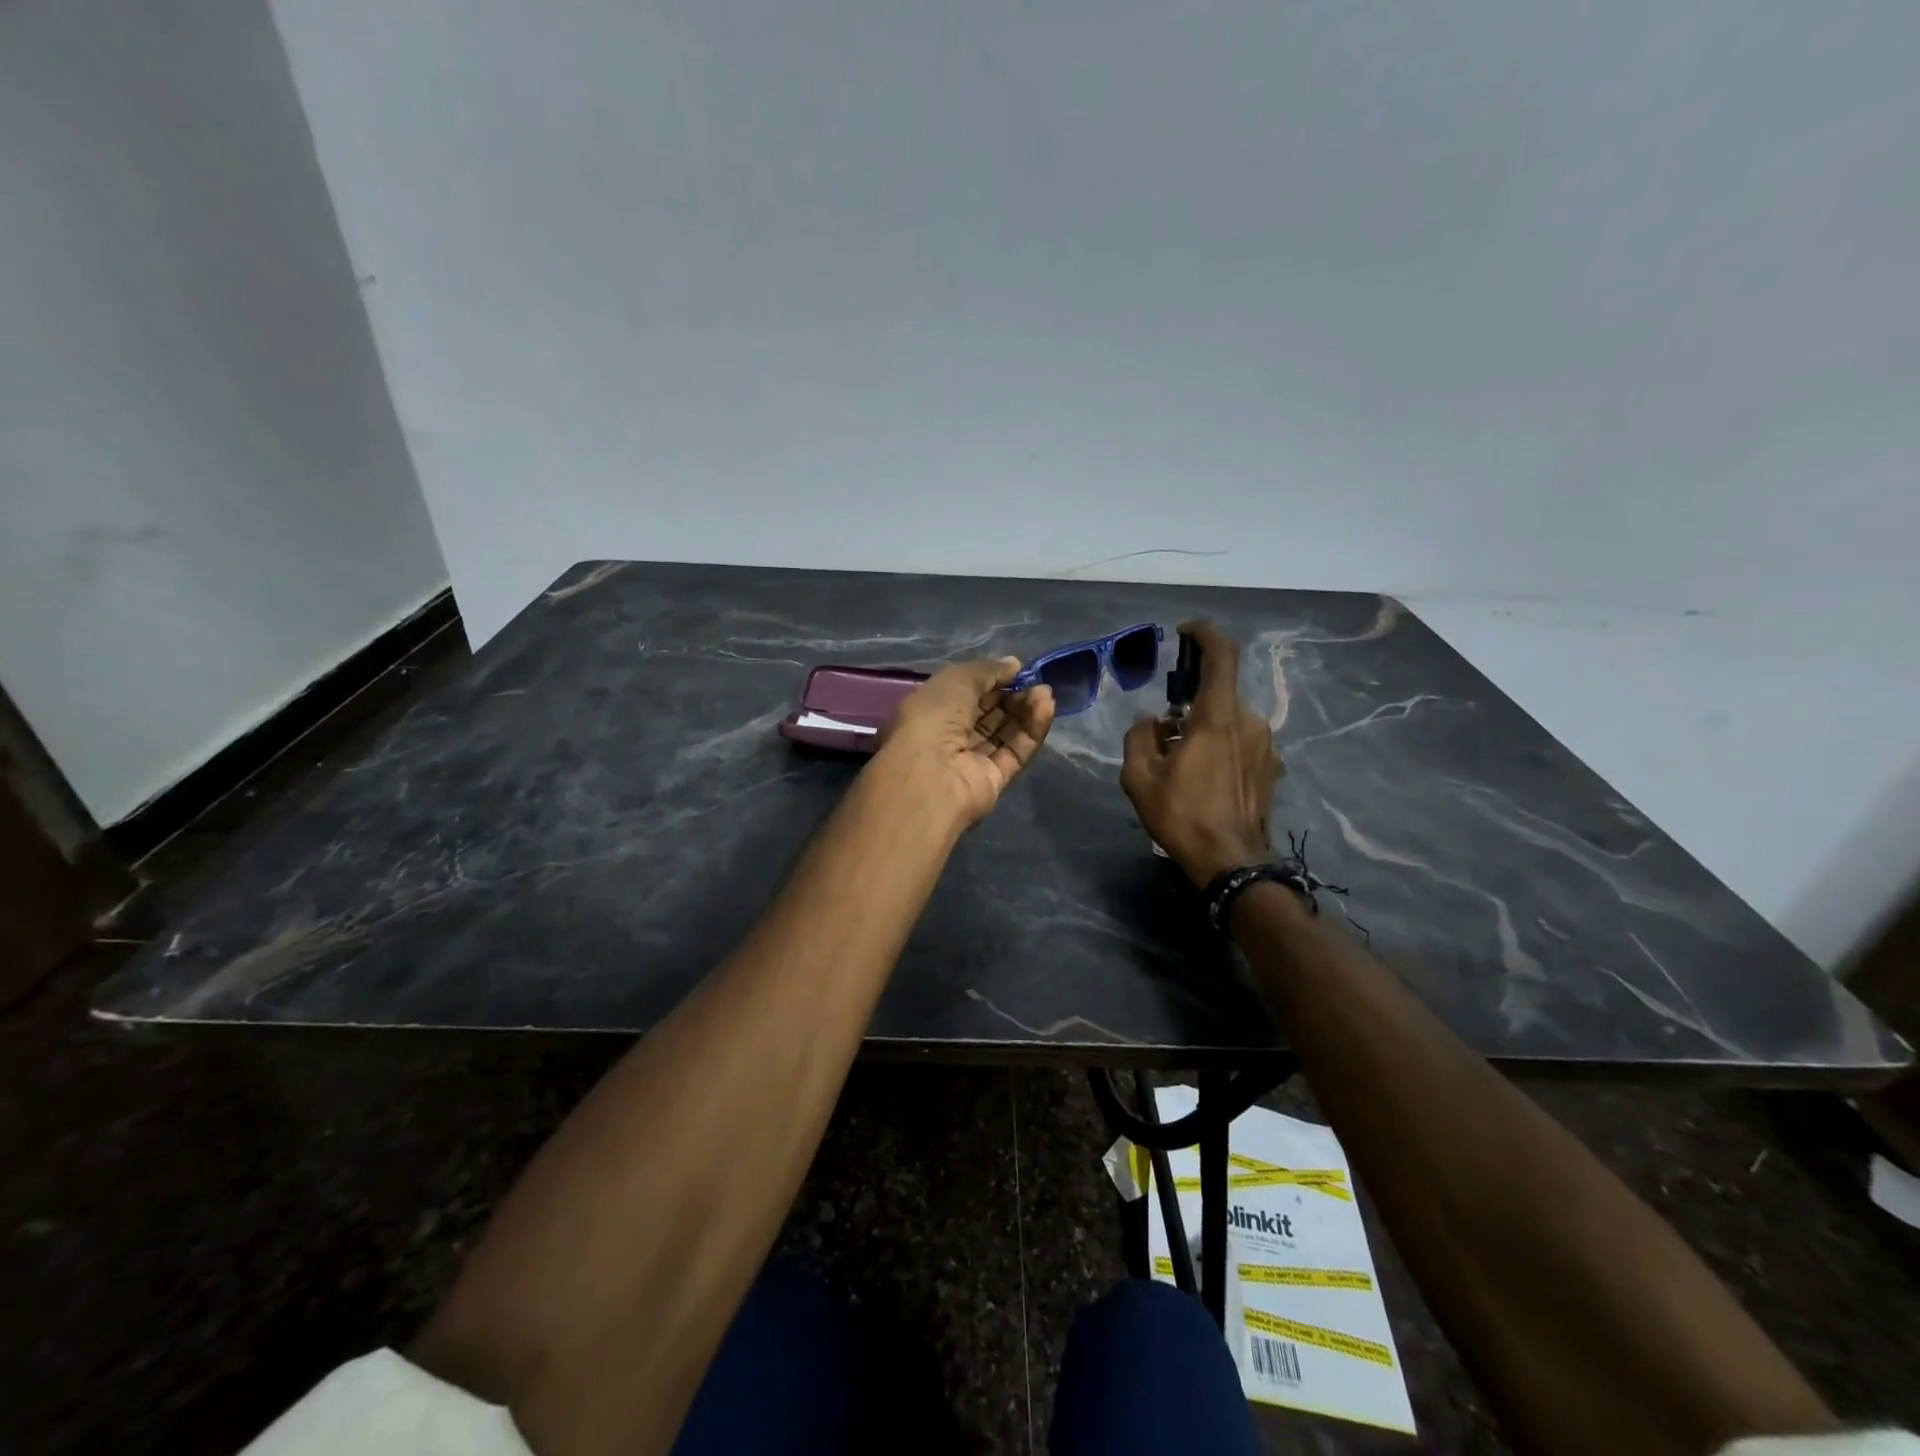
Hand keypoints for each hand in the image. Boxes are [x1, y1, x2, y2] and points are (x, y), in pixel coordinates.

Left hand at [875, 658, 1055, 828]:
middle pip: (990, 712)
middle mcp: (951, 735)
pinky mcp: (994, 779)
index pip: (968, 692)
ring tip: (1045, 693)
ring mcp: (973, 759)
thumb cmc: (934, 717)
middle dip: (1014, 694)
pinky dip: (1031, 730)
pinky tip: (1046, 709)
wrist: (932, 774)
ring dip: (1026, 710)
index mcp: (932, 710)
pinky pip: (1015, 751)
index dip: (993, 679)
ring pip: (1005, 731)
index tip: (1017, 669)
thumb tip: (1014, 664)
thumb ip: (987, 670)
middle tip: (1037, 681)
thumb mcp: (957, 679)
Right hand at [1121, 620, 1280, 886]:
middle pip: (1218, 693)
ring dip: (1203, 726)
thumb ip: (1139, 737)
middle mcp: (1249, 721)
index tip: (1185, 631)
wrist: (1231, 862)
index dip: (1204, 634)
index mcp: (1218, 717)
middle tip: (1163, 728)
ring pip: (1229, 718)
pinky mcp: (1271, 766)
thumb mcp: (1140, 777)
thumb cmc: (1182, 815)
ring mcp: (1265, 745)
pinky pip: (1241, 740)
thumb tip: (1149, 721)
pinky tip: (1201, 775)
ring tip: (1179, 759)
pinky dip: (1219, 744)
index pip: (1221, 655)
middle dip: (1189, 701)